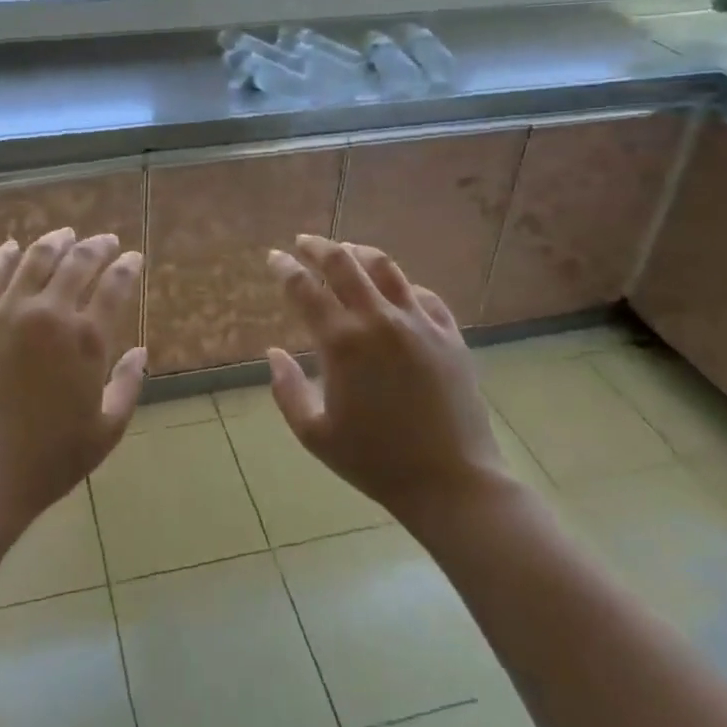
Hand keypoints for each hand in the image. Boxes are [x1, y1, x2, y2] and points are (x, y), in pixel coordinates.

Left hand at [0, 228, 145, 545]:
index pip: (115, 285)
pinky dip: (1, 255)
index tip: (133, 257)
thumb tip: (140, 351)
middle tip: (105, 241)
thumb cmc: (50, 459)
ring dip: (55, 242)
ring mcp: (7, 311)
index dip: (127, 266)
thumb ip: (129, 385)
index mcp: (87, 338)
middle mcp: (50, 313)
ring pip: (35, 258)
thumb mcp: (107, 430)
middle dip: (97, 247)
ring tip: (65, 235)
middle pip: (78, 262)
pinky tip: (10, 248)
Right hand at [265, 235, 514, 529]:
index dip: (285, 268)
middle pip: (343, 262)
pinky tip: (394, 291)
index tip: (274, 257)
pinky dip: (401, 285)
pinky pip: (422, 294)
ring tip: (346, 251)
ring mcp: (418, 323)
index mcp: (342, 342)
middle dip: (318, 246)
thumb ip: (287, 390)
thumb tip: (273, 353)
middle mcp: (379, 320)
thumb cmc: (375, 462)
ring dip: (359, 252)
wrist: (452, 483)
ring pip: (385, 267)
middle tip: (303, 242)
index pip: (304, 289)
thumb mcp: (315, 435)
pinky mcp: (449, 334)